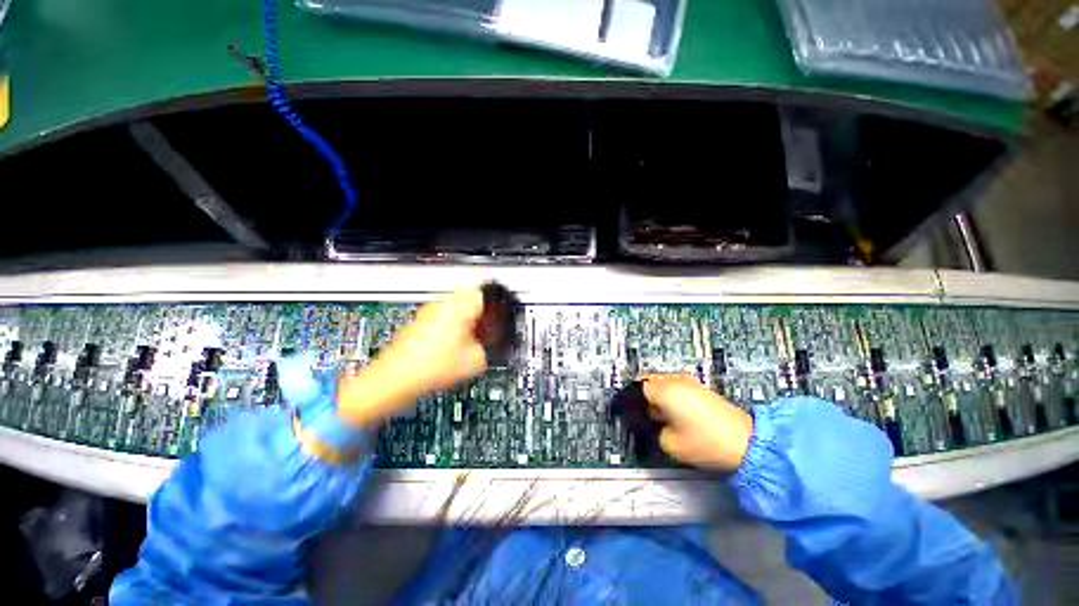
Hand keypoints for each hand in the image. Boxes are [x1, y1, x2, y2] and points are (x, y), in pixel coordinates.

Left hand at [338, 288, 487, 428]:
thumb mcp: (475, 361)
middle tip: (483, 326)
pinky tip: (451, 344)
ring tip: (468, 337)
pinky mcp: (419, 322)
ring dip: (464, 316)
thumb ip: (487, 348)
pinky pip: (441, 315)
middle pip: (468, 296)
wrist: (397, 378)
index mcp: (459, 308)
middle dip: (478, 310)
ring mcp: (428, 312)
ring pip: (454, 305)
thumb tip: (487, 346)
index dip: (493, 304)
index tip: (496, 314)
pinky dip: (450, 324)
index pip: (483, 293)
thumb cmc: (430, 367)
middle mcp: (442, 305)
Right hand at [640, 374, 754, 471]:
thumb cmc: (705, 443)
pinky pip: (674, 386)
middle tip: (640, 416)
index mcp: (664, 390)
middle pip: (647, 381)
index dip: (629, 399)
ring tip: (657, 417)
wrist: (748, 443)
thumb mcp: (670, 443)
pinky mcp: (699, 387)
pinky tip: (672, 414)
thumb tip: (652, 421)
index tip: (627, 413)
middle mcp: (674, 380)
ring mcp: (688, 381)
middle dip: (640, 396)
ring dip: (654, 395)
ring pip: (661, 383)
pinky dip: (667, 396)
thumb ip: (653, 429)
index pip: (636, 387)